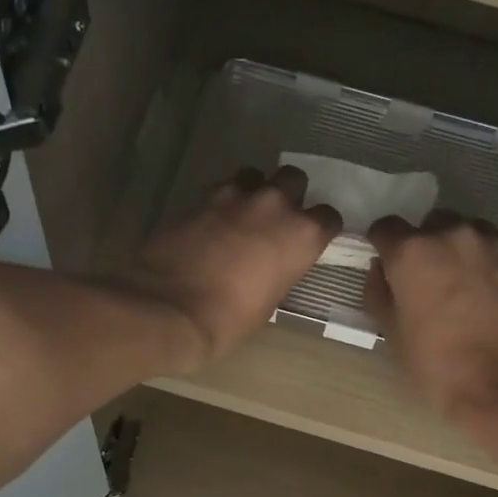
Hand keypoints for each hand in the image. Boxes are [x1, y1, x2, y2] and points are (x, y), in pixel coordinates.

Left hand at [115, 166, 339, 369]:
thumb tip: (272, 263)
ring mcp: (235, 196)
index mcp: (301, 235)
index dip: (319, 228)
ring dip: (252, 191)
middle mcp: (274, 205)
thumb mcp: (269, 301)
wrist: (170, 309)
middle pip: (293, 179)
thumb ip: (279, 269)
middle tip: (274, 220)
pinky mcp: (200, 197)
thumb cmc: (228, 320)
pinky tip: (212, 225)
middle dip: (288, 195)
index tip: (309, 241)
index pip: (327, 218)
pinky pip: (220, 190)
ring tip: (241, 215)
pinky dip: (221, 203)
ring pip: (254, 175)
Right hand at [365, 211, 497, 420]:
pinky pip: (496, 247)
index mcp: (412, 252)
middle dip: (424, 246)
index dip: (383, 246)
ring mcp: (493, 241)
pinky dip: (487, 262)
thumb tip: (379, 271)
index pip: (385, 228)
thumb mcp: (393, 334)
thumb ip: (379, 294)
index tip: (387, 267)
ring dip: (458, 251)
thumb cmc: (438, 365)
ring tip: (462, 286)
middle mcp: (452, 234)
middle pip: (430, 225)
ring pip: (467, 232)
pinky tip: (489, 293)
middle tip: (426, 282)